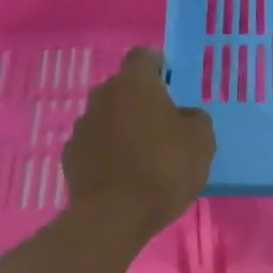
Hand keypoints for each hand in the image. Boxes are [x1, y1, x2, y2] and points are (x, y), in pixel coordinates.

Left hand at [64, 48, 215, 246]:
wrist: (114, 216)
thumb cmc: (165, 169)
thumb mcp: (202, 141)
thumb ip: (195, 118)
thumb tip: (184, 116)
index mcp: (135, 84)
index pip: (144, 56)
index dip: (159, 67)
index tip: (172, 86)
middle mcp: (103, 96)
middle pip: (124, 88)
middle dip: (141, 101)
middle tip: (163, 125)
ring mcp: (82, 126)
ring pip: (108, 117)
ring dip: (123, 128)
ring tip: (143, 155)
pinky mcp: (71, 155)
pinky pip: (95, 145)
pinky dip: (107, 153)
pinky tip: (123, 175)